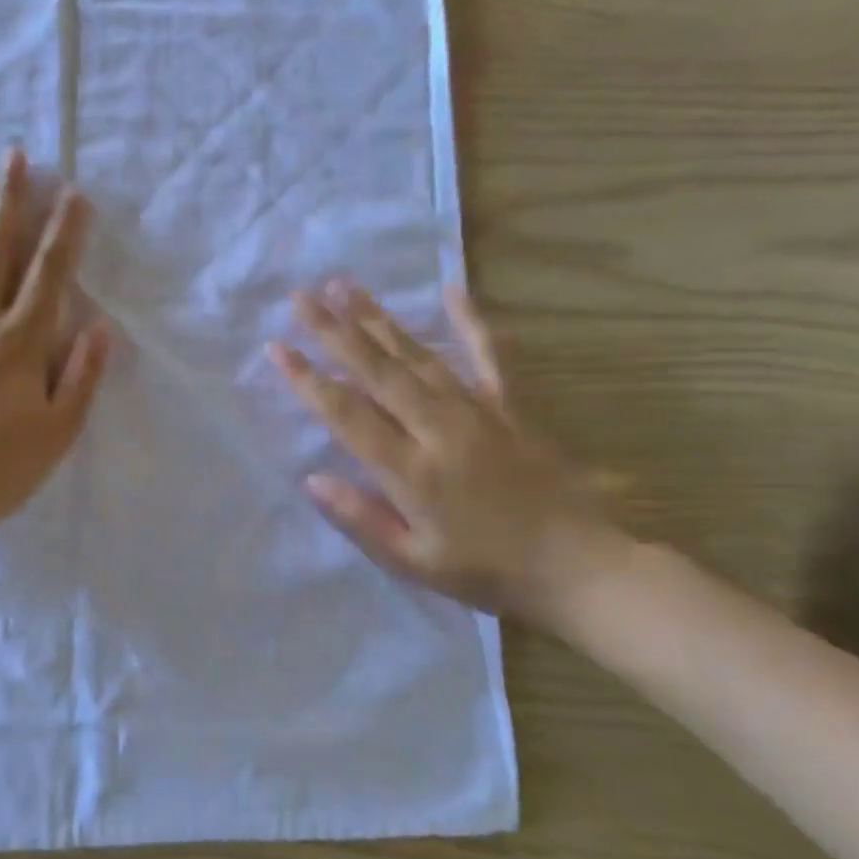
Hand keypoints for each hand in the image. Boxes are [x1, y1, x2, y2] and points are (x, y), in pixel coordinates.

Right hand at [267, 281, 630, 627]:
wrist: (580, 568)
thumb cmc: (487, 572)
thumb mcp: (415, 562)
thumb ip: (361, 519)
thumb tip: (312, 479)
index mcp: (411, 470)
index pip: (347, 414)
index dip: (309, 380)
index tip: (277, 348)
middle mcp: (438, 429)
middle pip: (377, 371)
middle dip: (335, 332)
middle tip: (302, 297)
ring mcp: (477, 412)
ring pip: (418, 355)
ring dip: (378, 319)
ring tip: (346, 286)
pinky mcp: (509, 407)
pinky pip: (488, 355)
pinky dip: (470, 321)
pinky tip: (451, 289)